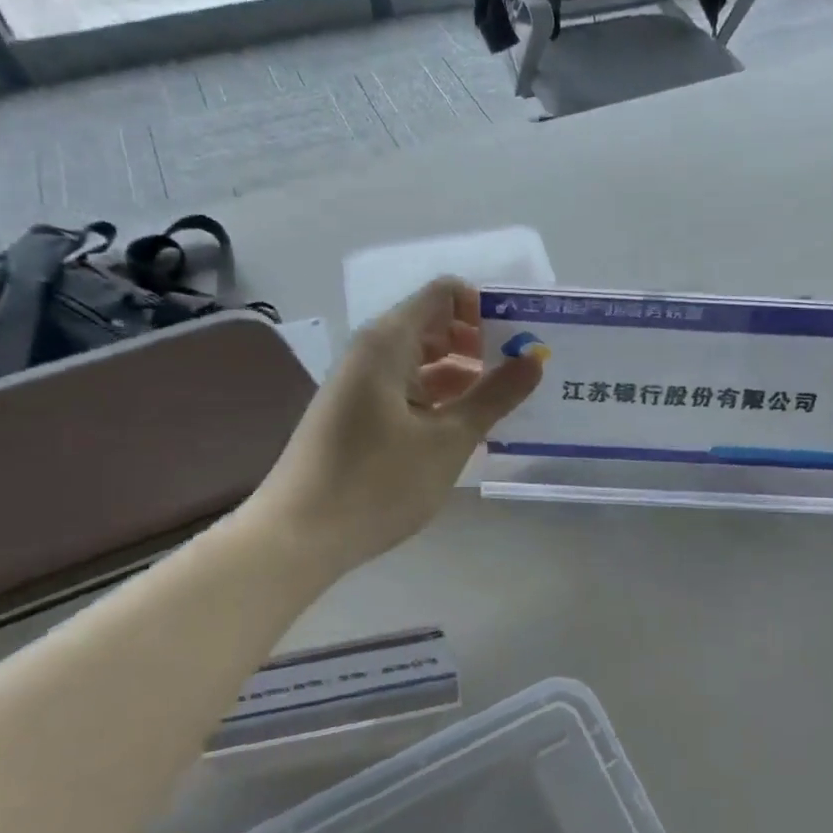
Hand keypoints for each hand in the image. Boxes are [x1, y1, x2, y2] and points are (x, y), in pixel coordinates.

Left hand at [251, 277, 540, 576]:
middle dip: (481, 342)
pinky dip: (442, 399)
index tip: (521, 339)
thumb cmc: (376, 482)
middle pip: (436, 325)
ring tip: (509, 402)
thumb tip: (535, 358)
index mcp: (388, 342)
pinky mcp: (360, 414)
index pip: (445, 294)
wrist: (297, 538)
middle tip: (525, 372)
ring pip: (424, 362)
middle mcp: (372, 352)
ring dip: (466, 375)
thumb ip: (495, 395)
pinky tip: (470, 426)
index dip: (486, 307)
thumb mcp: (448, 439)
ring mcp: (363, 385)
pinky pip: (410, 390)